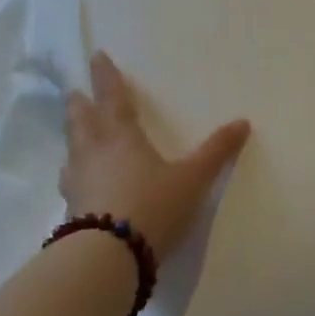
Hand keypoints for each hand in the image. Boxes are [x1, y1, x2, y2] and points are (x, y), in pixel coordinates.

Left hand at [58, 52, 249, 263]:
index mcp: (122, 138)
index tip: (96, 56)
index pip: (113, 99)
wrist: (107, 258)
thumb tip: (243, 122)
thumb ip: (216, 151)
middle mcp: (94, 154)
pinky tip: (78, 182)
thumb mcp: (193, 178)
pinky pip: (71, 182)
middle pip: (82, 122)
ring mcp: (78, 184)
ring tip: (75, 134)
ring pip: (72, 151)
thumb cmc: (152, 206)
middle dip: (80, 105)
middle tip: (74, 93)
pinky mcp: (72, 212)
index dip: (106, 78)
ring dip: (73, 137)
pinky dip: (74, 172)